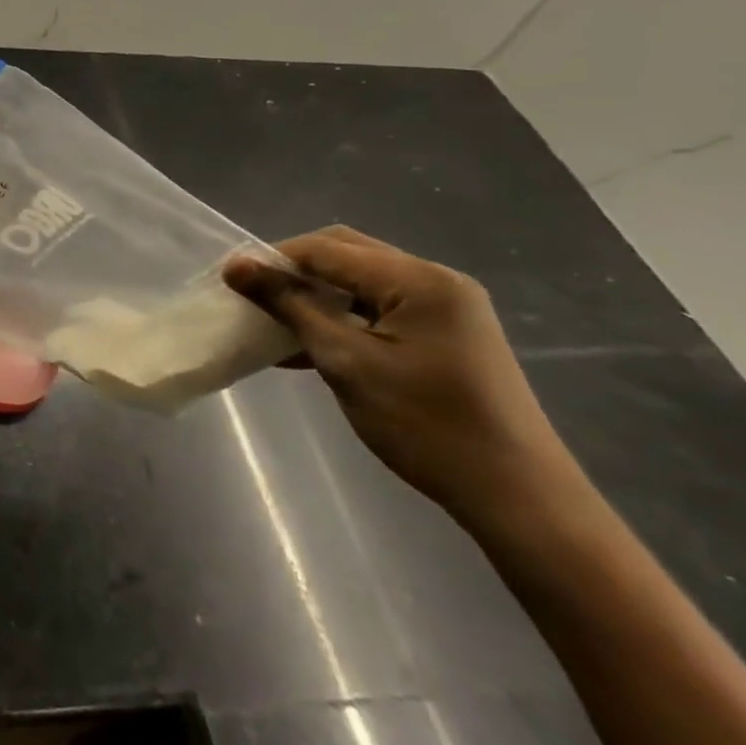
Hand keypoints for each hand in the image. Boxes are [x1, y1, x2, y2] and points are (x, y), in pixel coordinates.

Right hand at [224, 225, 573, 522]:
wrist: (516, 495)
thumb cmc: (424, 424)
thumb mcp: (345, 362)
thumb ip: (290, 306)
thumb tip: (236, 266)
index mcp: (418, 280)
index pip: (326, 249)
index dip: (273, 259)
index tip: (229, 280)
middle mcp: (435, 280)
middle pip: (346, 254)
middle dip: (294, 270)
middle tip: (252, 296)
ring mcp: (446, 306)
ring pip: (360, 280)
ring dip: (315, 294)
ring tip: (273, 321)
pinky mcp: (445, 332)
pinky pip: (379, 306)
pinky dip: (340, 316)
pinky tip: (308, 343)